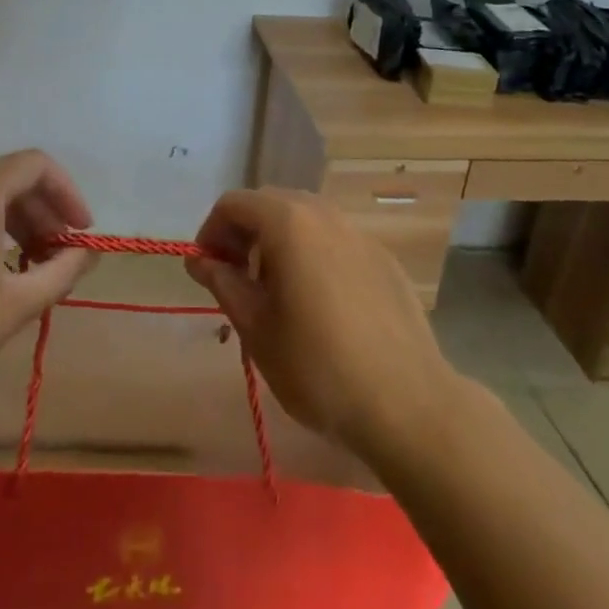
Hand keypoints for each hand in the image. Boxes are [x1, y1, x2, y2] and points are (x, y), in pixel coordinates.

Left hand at [0, 150, 95, 419]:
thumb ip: (62, 270)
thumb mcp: (16, 305)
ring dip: (0, 224)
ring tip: (16, 266)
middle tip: (54, 253)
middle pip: (0, 180)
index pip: (35, 166)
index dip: (67, 193)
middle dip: (36, 212)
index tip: (79, 231)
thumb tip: (86, 253)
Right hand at [185, 188, 454, 455]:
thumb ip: (223, 283)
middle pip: (270, 204)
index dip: (211, 232)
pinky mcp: (383, 258)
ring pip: (305, 219)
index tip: (207, 271)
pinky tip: (319, 303)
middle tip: (235, 279)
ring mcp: (359, 233)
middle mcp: (324, 214)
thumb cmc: (318, 367)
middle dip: (243, 233)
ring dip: (278, 242)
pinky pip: (335, 240)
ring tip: (275, 291)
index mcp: (288, 222)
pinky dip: (312, 254)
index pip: (233, 204)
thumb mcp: (256, 328)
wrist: (407, 404)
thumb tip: (200, 259)